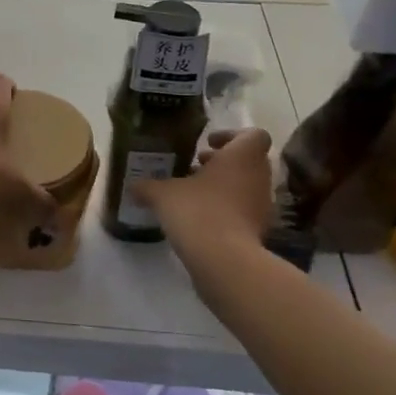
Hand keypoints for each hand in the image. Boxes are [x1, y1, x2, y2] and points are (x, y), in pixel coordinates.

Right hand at [133, 128, 275, 259]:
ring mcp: (263, 205)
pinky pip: (244, 210)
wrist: (223, 259)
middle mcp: (259, 176)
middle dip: (223, 162)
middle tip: (196, 166)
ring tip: (194, 193)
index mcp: (243, 156)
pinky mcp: (259, 230)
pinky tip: (201, 218)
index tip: (208, 143)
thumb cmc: (197, 210)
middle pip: (249, 160)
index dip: (231, 136)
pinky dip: (228, 209)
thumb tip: (133, 185)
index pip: (254, 134)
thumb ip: (148, 186)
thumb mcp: (162, 194)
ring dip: (225, 185)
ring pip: (246, 185)